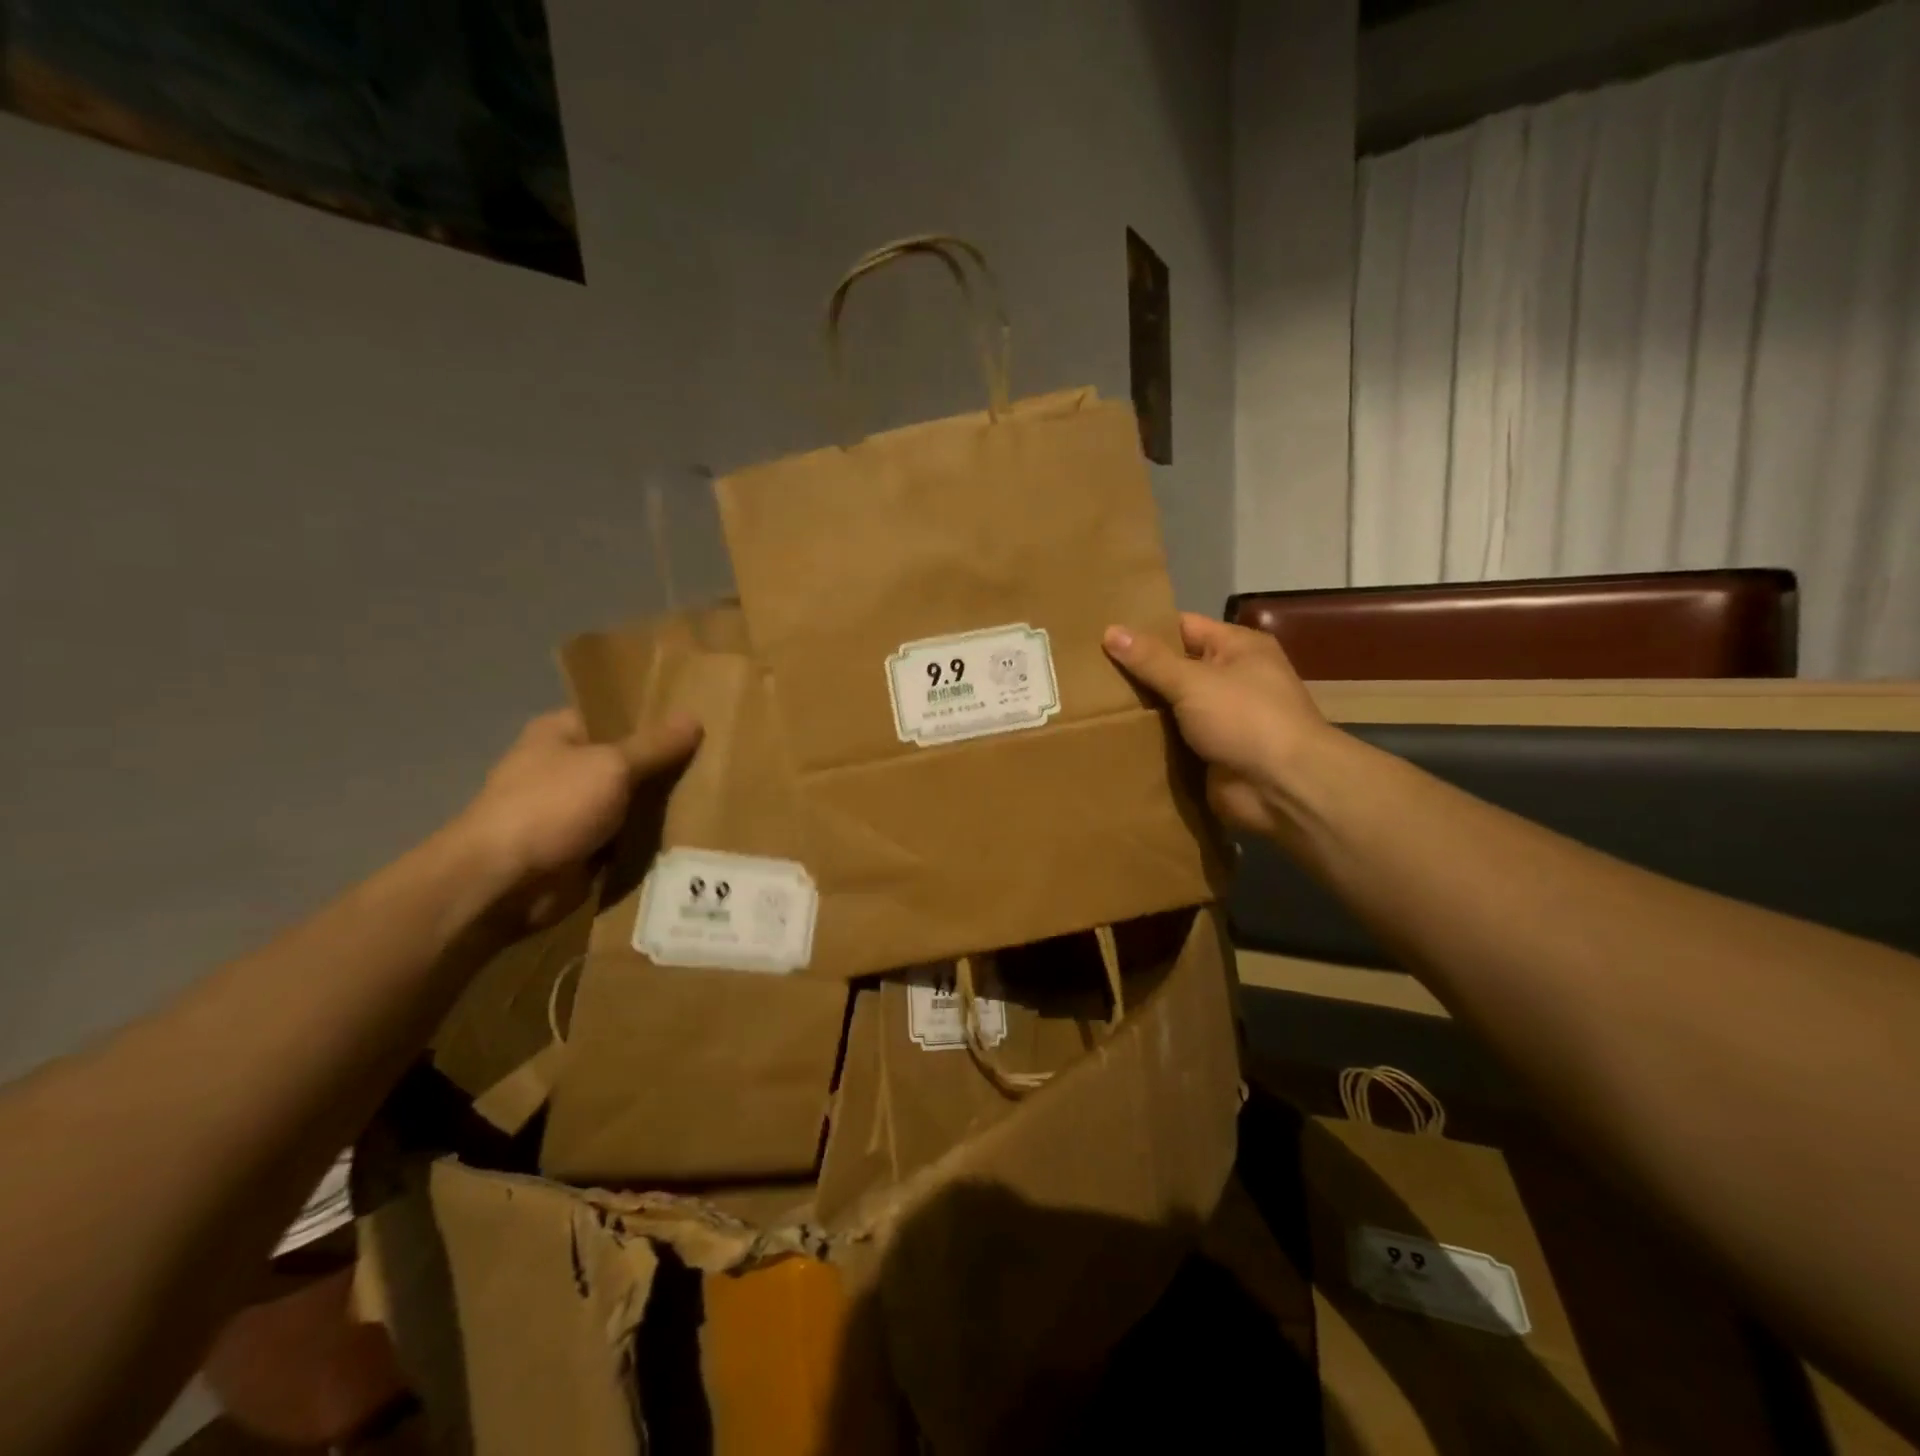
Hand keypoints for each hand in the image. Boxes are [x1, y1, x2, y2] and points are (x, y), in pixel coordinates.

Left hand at [456, 708, 701, 929]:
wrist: (503, 883)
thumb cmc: (551, 807)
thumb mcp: (612, 766)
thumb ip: (655, 746)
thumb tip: (694, 717)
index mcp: (560, 733)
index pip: (615, 715)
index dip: (655, 718)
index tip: (700, 722)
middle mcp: (565, 768)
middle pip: (628, 760)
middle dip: (666, 765)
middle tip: (719, 764)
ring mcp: (572, 812)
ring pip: (631, 802)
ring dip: (661, 807)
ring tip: (716, 798)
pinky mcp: (583, 850)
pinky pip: (626, 838)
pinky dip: (650, 841)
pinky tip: (692, 834)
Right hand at [1104, 614, 1333, 837]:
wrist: (1282, 787)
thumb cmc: (1244, 718)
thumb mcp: (1193, 681)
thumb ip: (1150, 659)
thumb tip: (1110, 630)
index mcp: (1237, 648)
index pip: (1183, 627)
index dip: (1145, 630)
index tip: (1102, 635)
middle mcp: (1232, 678)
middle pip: (1175, 668)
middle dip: (1138, 672)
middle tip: (1089, 672)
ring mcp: (1222, 718)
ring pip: (1172, 706)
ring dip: (1142, 709)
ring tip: (1092, 703)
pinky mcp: (1211, 752)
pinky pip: (1174, 739)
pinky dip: (1151, 740)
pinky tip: (1113, 736)